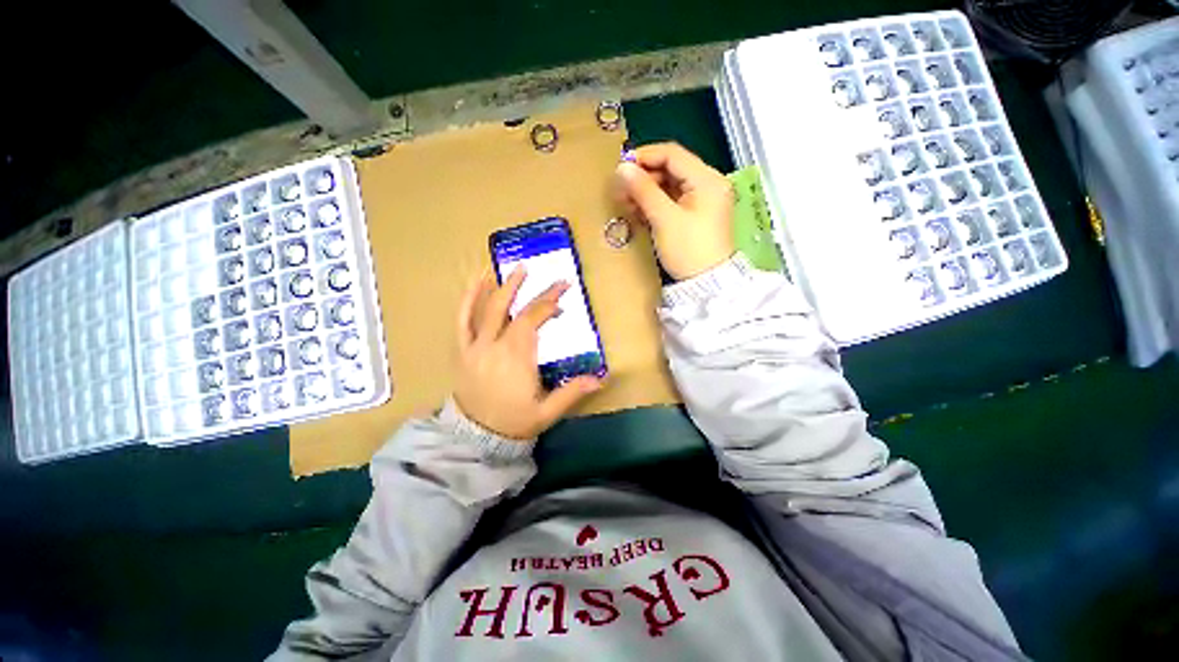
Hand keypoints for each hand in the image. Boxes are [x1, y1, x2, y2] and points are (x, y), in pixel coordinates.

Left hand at [453, 267, 602, 439]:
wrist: (476, 438)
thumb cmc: (514, 423)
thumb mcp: (547, 412)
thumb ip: (572, 392)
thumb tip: (602, 378)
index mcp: (517, 358)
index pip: (533, 320)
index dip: (548, 303)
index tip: (563, 293)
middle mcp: (495, 346)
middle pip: (515, 311)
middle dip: (533, 292)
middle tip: (546, 277)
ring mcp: (475, 347)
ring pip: (487, 310)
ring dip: (501, 287)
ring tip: (515, 269)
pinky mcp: (462, 351)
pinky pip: (462, 321)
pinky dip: (468, 300)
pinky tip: (475, 283)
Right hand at [615, 142, 735, 279]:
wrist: (706, 284)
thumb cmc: (688, 250)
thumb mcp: (664, 219)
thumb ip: (644, 190)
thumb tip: (622, 168)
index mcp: (707, 179)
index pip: (672, 154)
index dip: (645, 156)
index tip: (621, 167)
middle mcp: (708, 184)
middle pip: (671, 169)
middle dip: (644, 177)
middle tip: (621, 189)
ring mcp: (703, 201)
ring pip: (670, 186)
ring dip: (647, 191)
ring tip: (626, 202)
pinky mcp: (696, 216)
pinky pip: (673, 201)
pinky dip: (655, 204)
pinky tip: (639, 211)